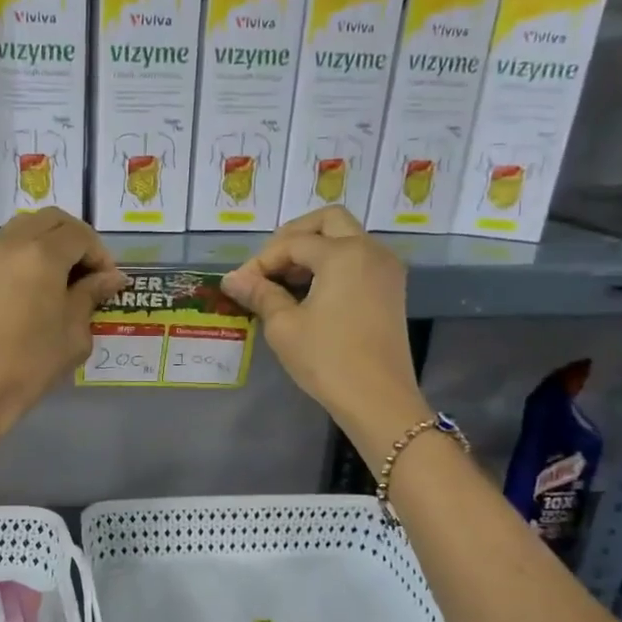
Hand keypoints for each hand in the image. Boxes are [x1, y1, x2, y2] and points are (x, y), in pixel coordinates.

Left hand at [0, 209, 126, 444]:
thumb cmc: (27, 366)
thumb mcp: (71, 335)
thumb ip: (90, 297)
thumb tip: (109, 278)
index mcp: (41, 254)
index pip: (80, 235)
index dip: (100, 255)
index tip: (108, 282)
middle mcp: (9, 242)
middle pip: (50, 220)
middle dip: (75, 240)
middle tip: (88, 274)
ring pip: (23, 229)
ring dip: (47, 244)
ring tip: (60, 282)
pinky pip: (2, 249)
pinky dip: (23, 256)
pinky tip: (30, 291)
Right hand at [221, 206, 425, 431]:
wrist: (378, 399)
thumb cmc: (327, 359)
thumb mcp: (284, 326)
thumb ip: (260, 294)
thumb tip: (231, 279)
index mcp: (344, 253)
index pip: (293, 242)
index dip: (261, 261)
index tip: (240, 285)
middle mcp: (370, 250)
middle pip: (328, 221)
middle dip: (293, 237)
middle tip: (268, 266)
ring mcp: (385, 269)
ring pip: (346, 239)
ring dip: (313, 251)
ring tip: (284, 283)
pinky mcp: (390, 290)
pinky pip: (358, 260)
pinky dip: (333, 265)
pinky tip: (310, 294)